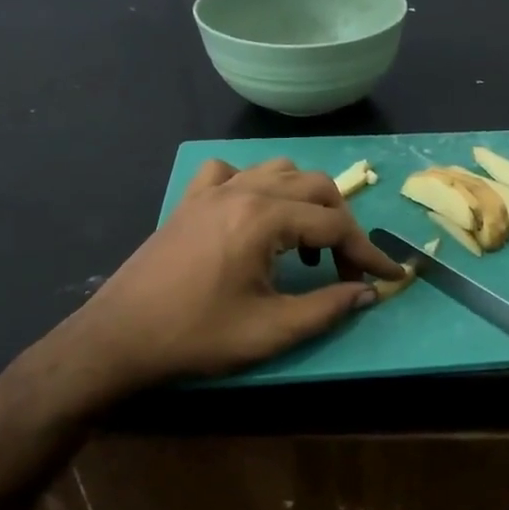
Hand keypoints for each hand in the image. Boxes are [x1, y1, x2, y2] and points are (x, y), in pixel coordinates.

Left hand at [36, 158, 403, 409]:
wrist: (118, 338)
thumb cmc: (196, 336)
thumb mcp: (271, 330)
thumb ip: (328, 308)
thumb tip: (368, 293)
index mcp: (264, 219)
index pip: (335, 225)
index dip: (367, 253)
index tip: (389, 275)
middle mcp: (243, 191)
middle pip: (315, 187)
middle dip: (342, 225)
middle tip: (347, 268)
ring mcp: (213, 191)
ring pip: (279, 171)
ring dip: (306, 201)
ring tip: (307, 244)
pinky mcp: (190, 201)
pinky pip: (232, 173)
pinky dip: (256, 186)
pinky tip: (255, 216)